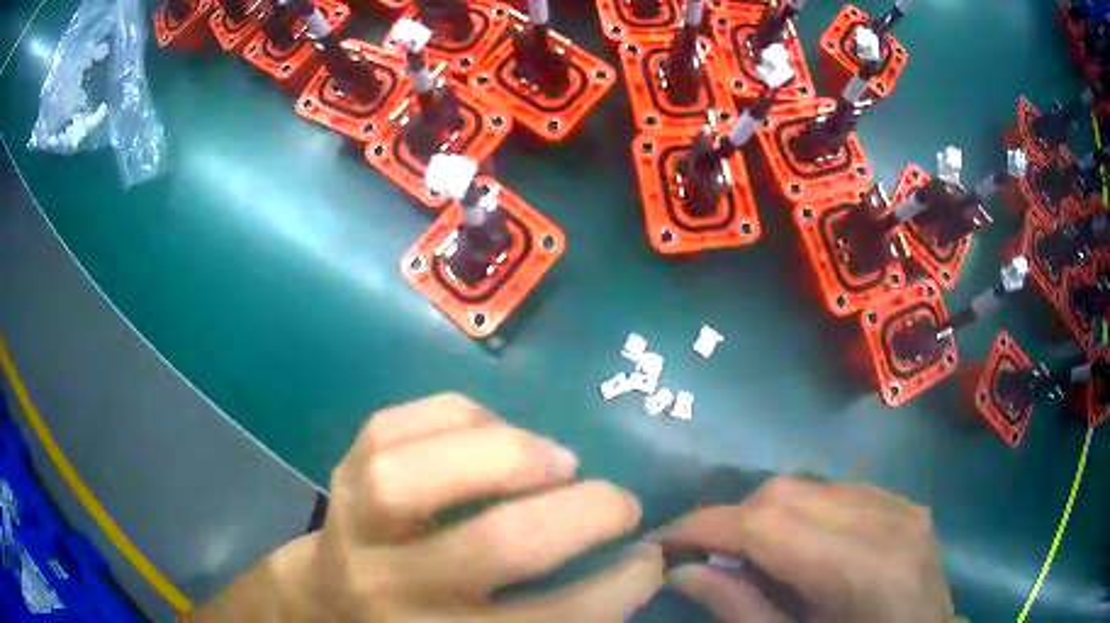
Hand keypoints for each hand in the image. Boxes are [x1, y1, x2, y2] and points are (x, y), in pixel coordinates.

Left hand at [186, 393, 661, 621]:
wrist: (324, 604)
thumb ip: (548, 617)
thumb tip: (633, 562)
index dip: (616, 588)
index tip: (650, 557)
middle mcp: (394, 591)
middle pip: (494, 548)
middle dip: (582, 515)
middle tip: (619, 502)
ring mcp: (354, 525)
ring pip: (418, 480)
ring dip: (510, 457)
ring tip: (559, 460)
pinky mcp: (341, 474)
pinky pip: (393, 427)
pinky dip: (458, 416)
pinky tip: (493, 431)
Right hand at [659, 477, 952, 622]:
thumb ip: (738, 609)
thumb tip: (681, 568)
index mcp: (861, 571)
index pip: (768, 525)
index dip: (705, 525)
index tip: (663, 539)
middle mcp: (887, 522)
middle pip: (787, 493)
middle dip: (733, 519)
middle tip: (707, 554)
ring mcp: (902, 505)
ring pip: (810, 486)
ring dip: (767, 515)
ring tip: (753, 554)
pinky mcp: (906, 503)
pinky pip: (839, 491)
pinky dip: (804, 512)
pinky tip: (801, 547)